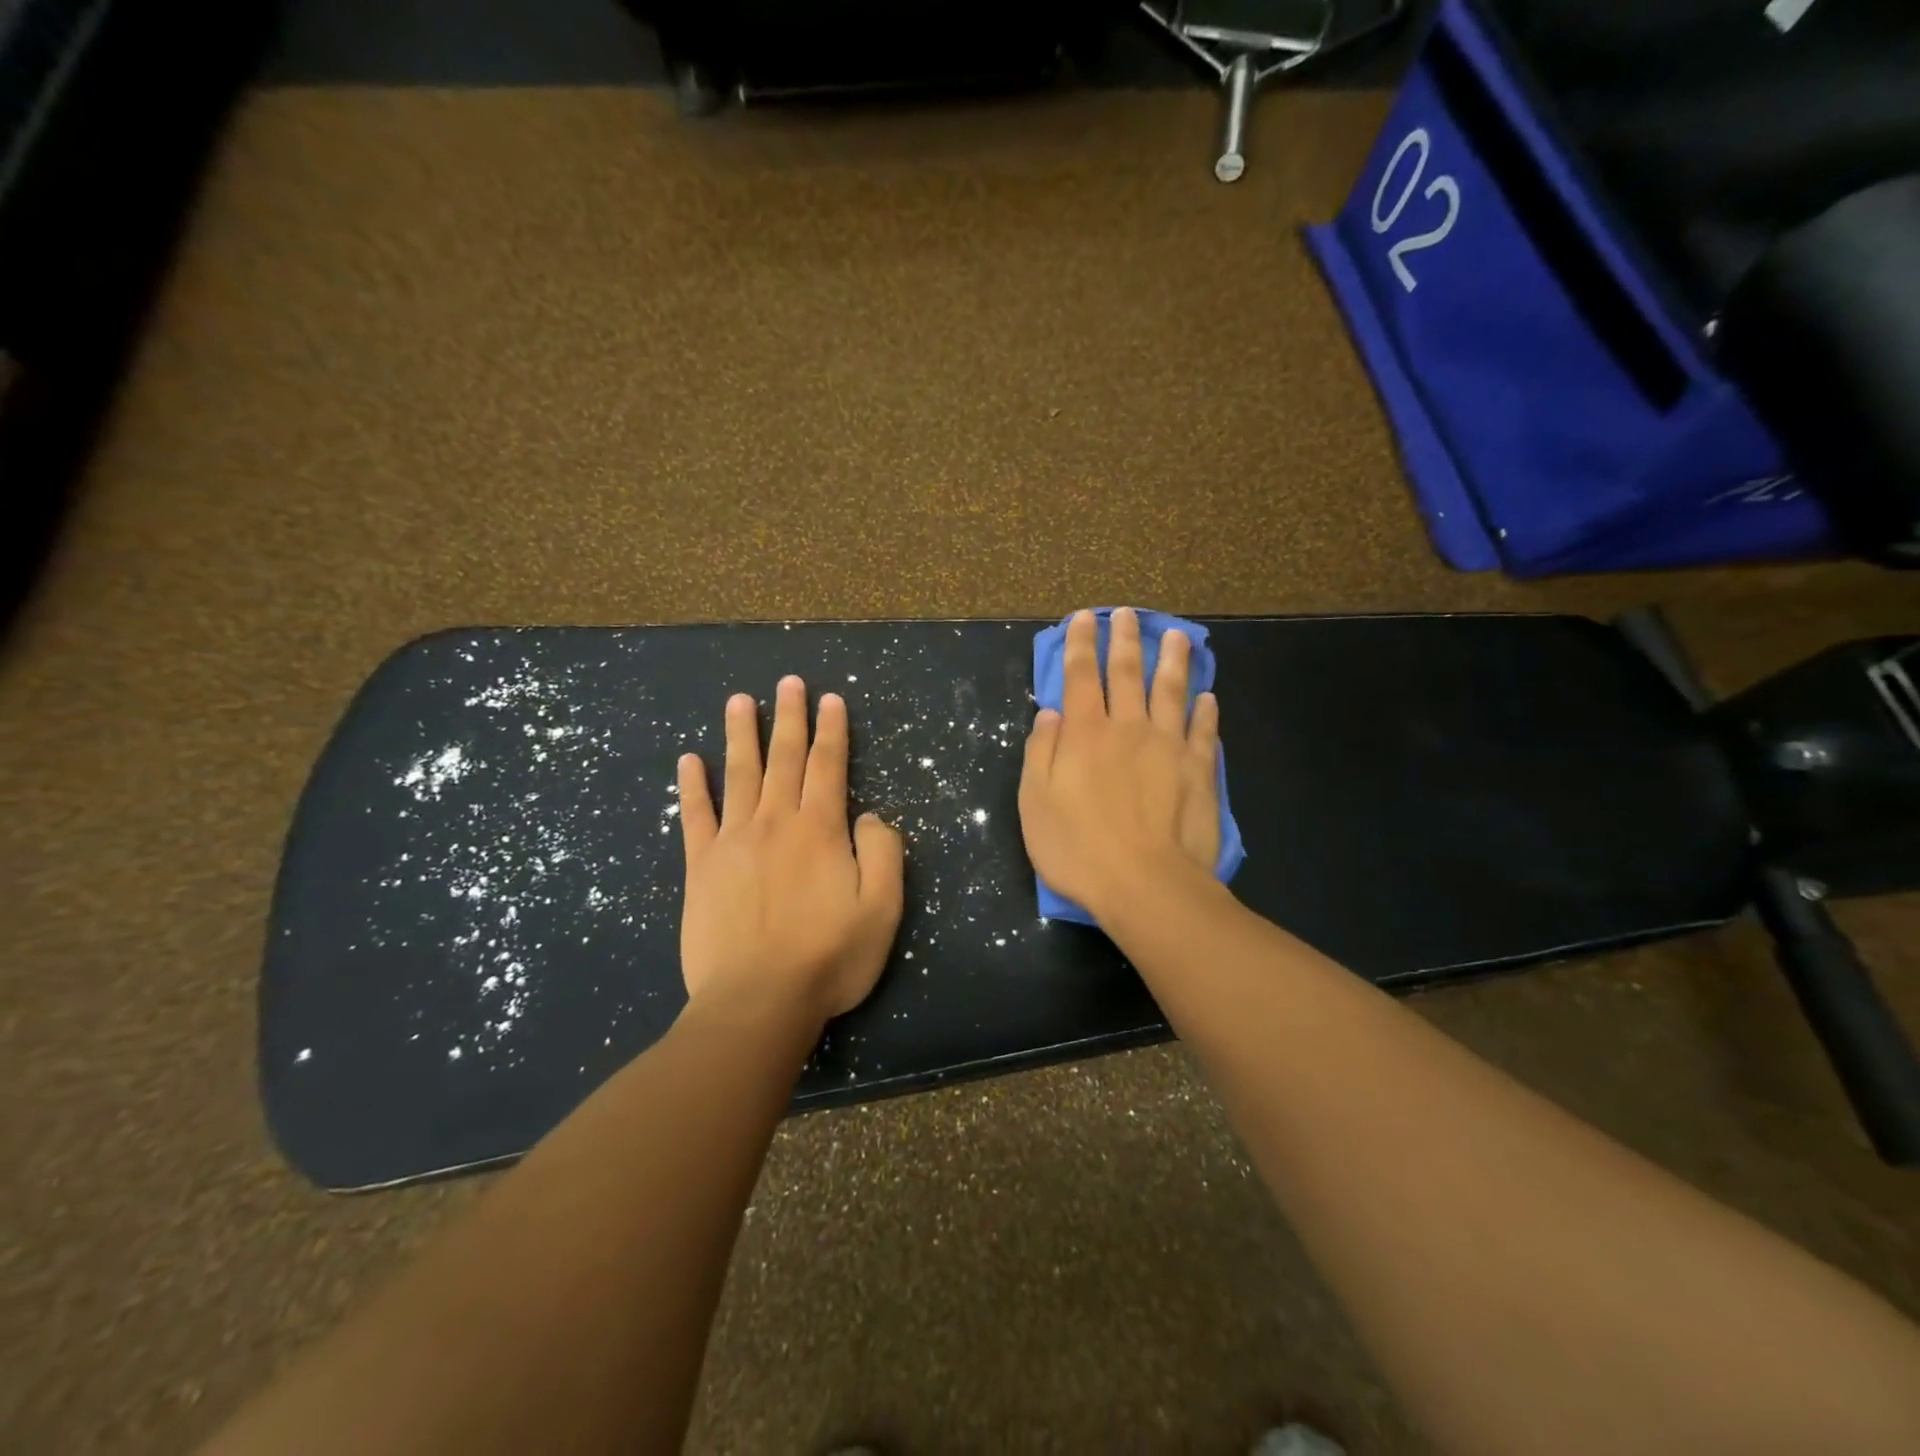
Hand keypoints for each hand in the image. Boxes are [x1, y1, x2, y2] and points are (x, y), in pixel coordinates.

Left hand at [677, 676, 904, 1025]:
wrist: (757, 1002)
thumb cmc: (828, 958)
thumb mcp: (882, 909)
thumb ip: (884, 853)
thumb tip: (869, 815)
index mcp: (820, 830)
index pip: (828, 766)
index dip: (832, 730)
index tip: (830, 699)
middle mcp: (776, 822)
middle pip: (784, 758)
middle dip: (789, 717)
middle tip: (788, 681)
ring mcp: (733, 841)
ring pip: (739, 774)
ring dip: (741, 734)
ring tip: (740, 700)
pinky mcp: (701, 866)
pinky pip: (695, 815)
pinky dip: (692, 785)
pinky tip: (689, 759)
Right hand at [1018, 608, 1222, 922]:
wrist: (1146, 885)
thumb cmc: (1079, 848)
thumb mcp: (1036, 802)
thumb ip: (1042, 752)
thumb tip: (1050, 712)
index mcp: (1085, 734)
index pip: (1081, 676)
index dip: (1081, 644)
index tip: (1084, 618)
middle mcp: (1128, 728)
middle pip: (1127, 673)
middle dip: (1125, 639)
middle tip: (1128, 613)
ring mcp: (1169, 746)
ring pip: (1171, 691)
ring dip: (1173, 661)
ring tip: (1177, 636)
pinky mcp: (1198, 770)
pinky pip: (1203, 731)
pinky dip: (1205, 710)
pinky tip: (1207, 697)